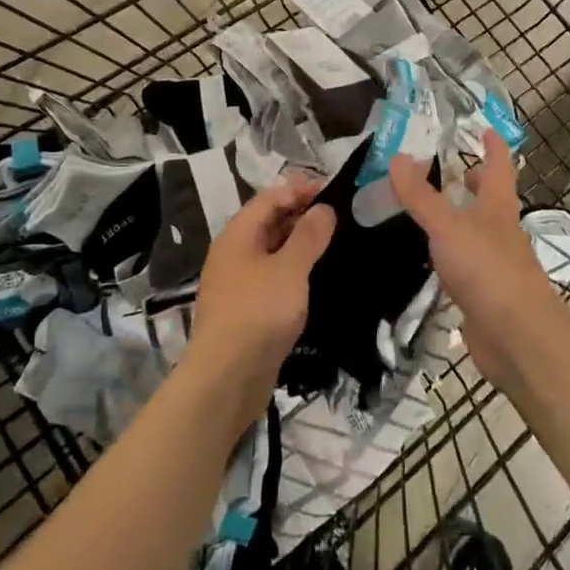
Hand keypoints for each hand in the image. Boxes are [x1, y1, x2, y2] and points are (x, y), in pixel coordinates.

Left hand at [188, 176, 336, 428]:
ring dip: (300, 245)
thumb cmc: (258, 313)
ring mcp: (239, 283)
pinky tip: (318, 279)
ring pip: (272, 253)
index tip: (334, 191)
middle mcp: (234, 254)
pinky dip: (295, 272)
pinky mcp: (247, 310)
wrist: (227, 379)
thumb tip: (324, 208)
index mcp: (238, 236)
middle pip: (269, 223)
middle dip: (302, 216)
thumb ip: (308, 236)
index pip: (269, 198)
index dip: (299, 190)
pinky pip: (273, 279)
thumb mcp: (289, 269)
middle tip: (342, 217)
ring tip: (337, 244)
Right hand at [388, 131, 568, 391]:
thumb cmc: (488, 270)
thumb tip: (397, 156)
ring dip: (458, 220)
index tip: (485, 128)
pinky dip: (448, 256)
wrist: (517, 338)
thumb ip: (421, 196)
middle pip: (490, 200)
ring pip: (475, 233)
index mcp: (498, 208)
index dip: (494, 147)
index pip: (499, 167)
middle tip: (450, 170)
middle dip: (475, 183)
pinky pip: (463, 266)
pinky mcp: (483, 296)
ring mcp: (494, 266)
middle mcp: (500, 233)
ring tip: (426, 211)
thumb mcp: (448, 226)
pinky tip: (427, 259)